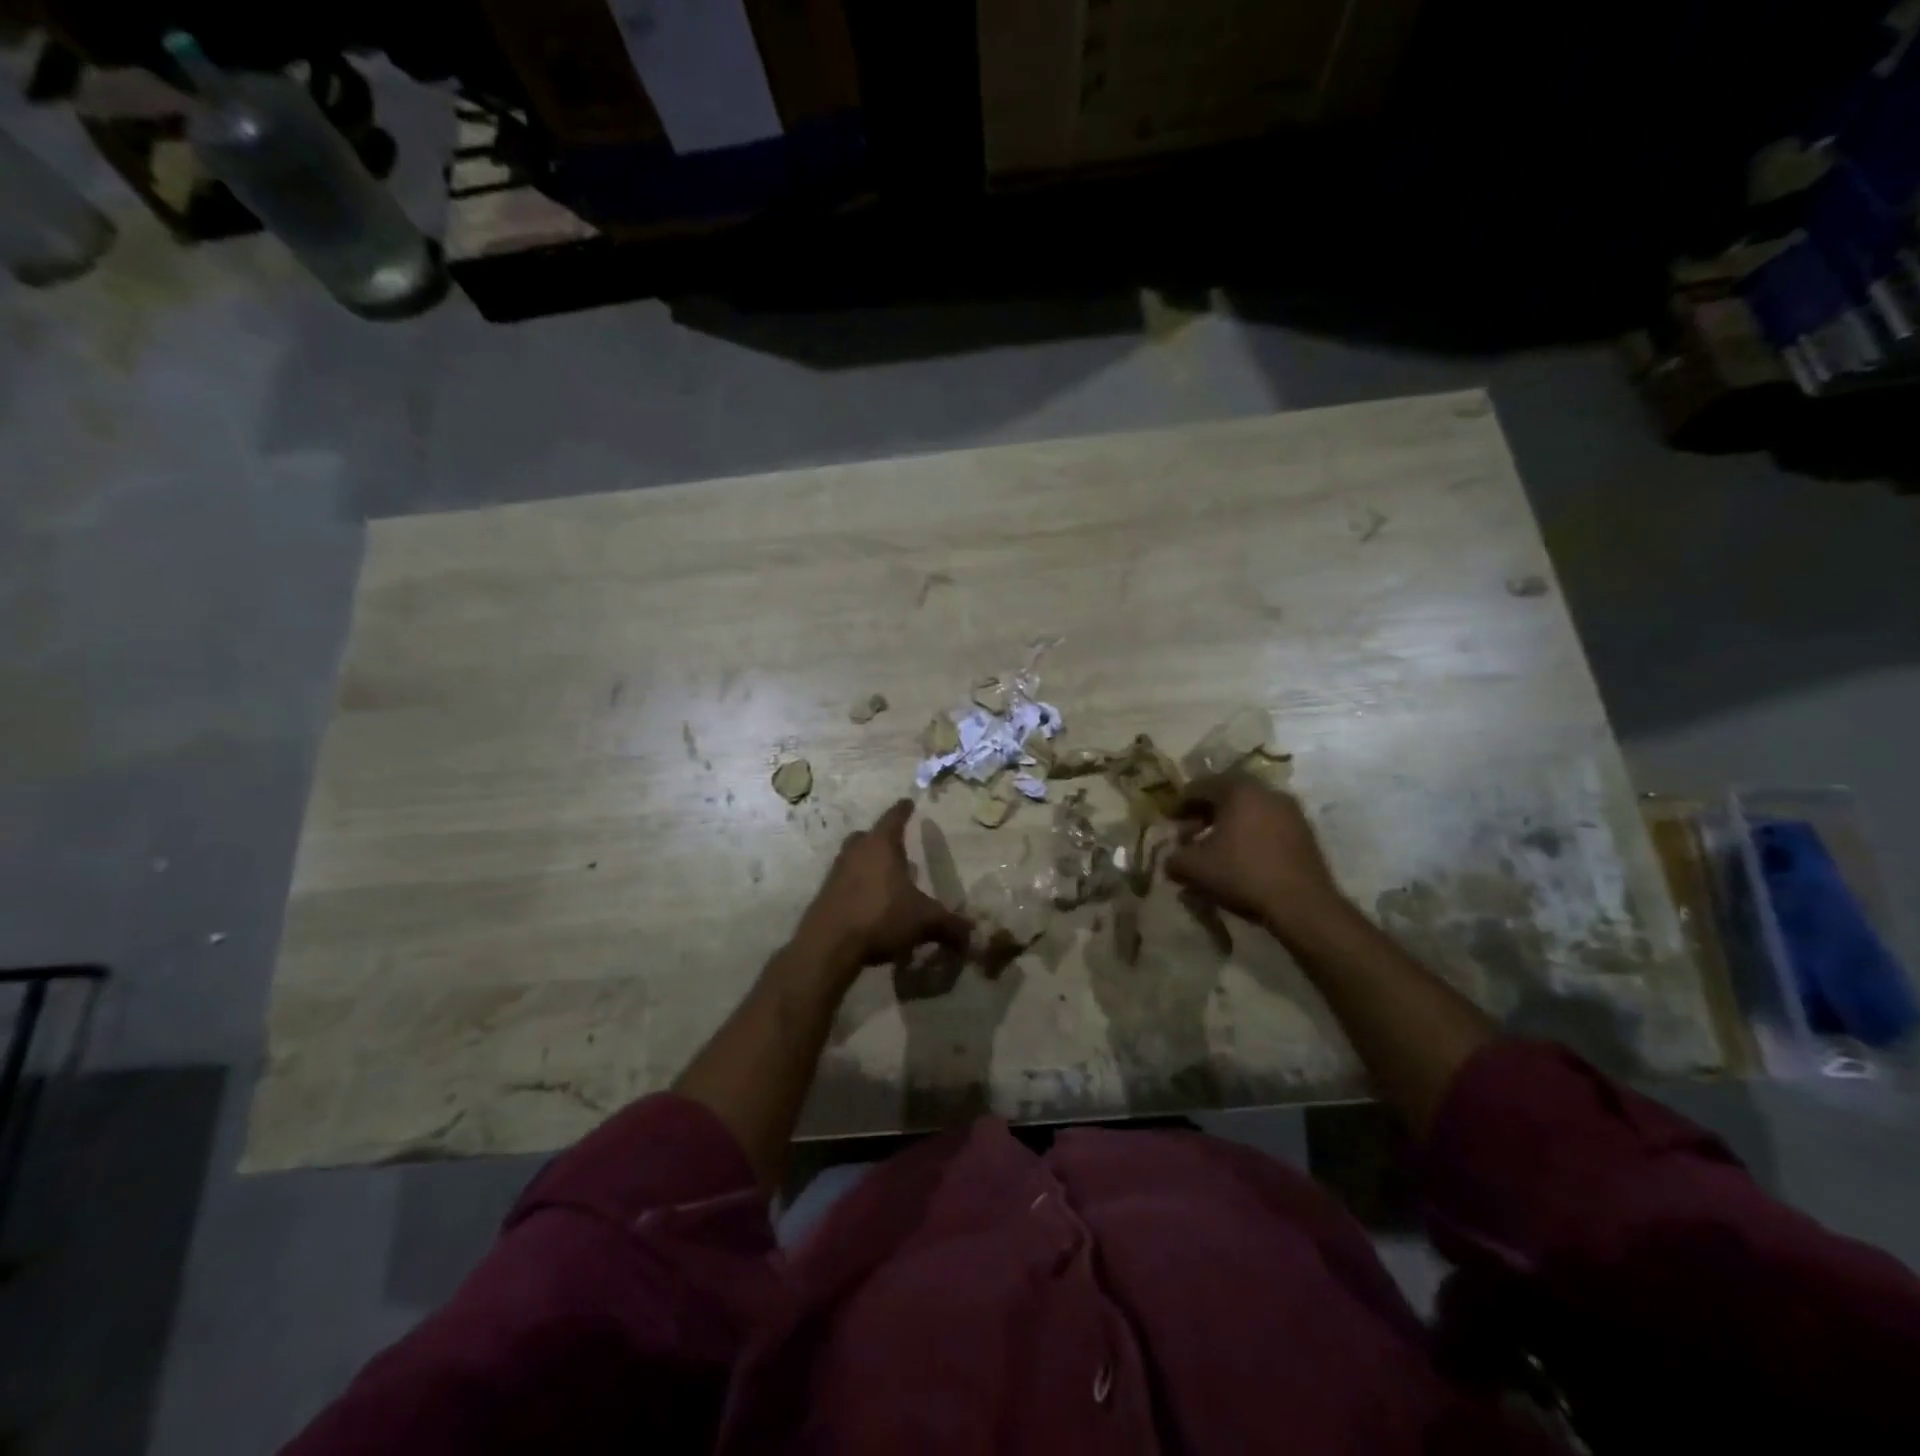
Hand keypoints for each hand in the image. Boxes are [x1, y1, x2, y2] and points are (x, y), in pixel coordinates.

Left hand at [797, 800, 971, 971]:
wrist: (829, 945)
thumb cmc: (880, 916)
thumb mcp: (923, 921)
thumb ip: (949, 924)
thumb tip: (971, 933)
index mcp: (881, 845)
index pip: (894, 818)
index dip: (903, 810)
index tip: (908, 802)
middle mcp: (856, 852)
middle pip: (868, 836)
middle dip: (882, 839)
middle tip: (896, 846)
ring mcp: (836, 873)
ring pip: (854, 858)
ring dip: (869, 864)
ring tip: (887, 879)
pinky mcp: (825, 895)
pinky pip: (845, 882)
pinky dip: (858, 887)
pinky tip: (871, 905)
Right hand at [1166, 774, 1348, 940]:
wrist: (1302, 904)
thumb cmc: (1242, 875)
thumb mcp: (1194, 868)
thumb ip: (1173, 858)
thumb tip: (1171, 858)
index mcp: (1238, 790)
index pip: (1200, 786)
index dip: (1180, 804)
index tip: (1170, 822)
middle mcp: (1267, 791)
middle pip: (1227, 794)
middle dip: (1205, 813)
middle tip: (1191, 833)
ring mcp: (1291, 811)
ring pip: (1250, 810)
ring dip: (1229, 824)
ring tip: (1216, 849)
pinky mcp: (1305, 833)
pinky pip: (1268, 824)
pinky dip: (1251, 834)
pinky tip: (1243, 857)